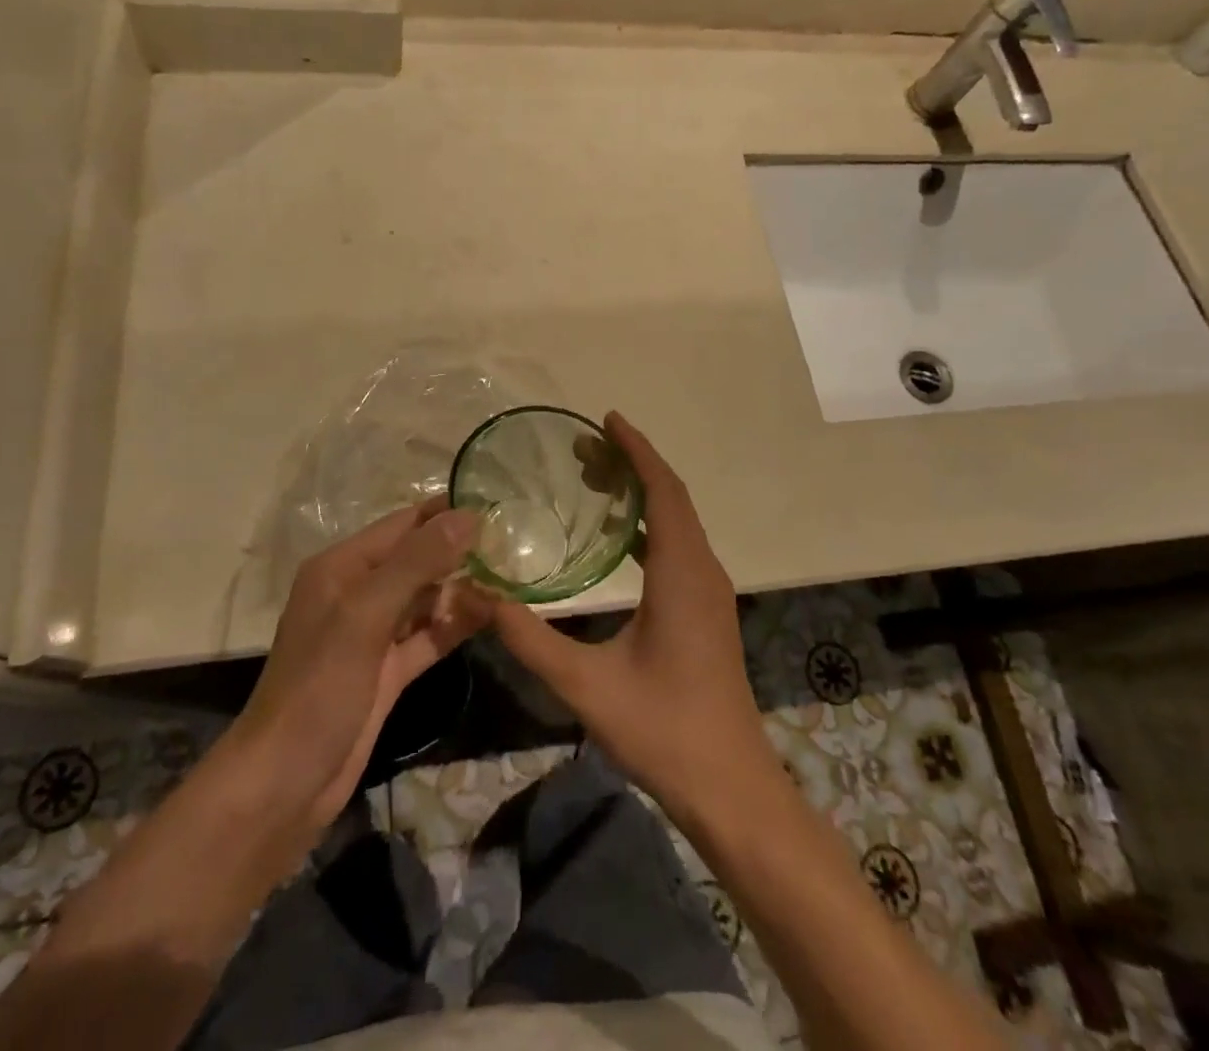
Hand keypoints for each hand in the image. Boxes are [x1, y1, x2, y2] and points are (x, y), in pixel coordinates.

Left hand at [236, 499, 490, 831]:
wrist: (285, 784)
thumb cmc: (319, 686)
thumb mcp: (365, 615)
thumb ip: (417, 563)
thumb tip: (468, 516)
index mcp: (343, 567)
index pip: (403, 525)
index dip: (446, 514)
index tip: (497, 505)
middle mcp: (358, 592)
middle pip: (418, 560)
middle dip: (460, 552)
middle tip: (514, 544)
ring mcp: (374, 634)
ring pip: (426, 599)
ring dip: (463, 590)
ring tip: (512, 577)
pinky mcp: (388, 670)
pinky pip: (428, 636)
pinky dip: (455, 626)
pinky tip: (492, 615)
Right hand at [488, 413, 781, 821]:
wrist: (731, 788)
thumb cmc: (664, 730)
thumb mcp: (586, 684)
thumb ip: (529, 637)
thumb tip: (477, 595)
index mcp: (682, 574)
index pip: (663, 490)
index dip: (637, 450)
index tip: (606, 420)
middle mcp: (703, 571)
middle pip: (672, 497)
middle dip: (633, 464)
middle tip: (585, 448)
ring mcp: (710, 592)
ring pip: (679, 522)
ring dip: (644, 493)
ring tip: (598, 480)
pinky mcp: (708, 612)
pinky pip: (680, 547)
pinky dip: (651, 525)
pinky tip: (620, 540)